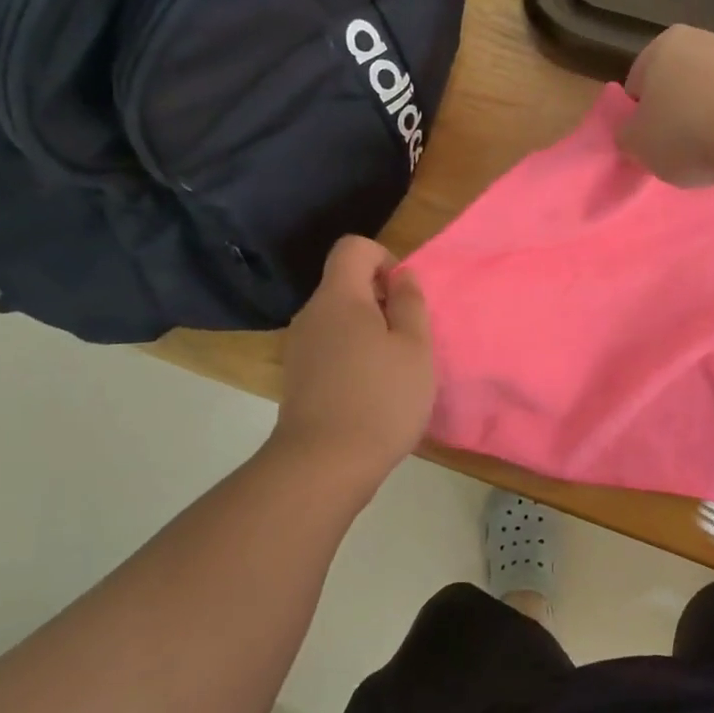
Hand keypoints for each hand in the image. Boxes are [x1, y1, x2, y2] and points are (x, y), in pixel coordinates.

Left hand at [273, 237, 435, 486]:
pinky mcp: (298, 377)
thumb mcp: (415, 347)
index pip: (353, 247)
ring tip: (392, 368)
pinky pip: (330, 345)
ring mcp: (299, 347)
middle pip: (345, 283)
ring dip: (369, 330)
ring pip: (339, 318)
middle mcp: (312, 314)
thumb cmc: (380, 399)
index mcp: (339, 298)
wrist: (323, 465)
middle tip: (408, 337)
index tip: (404, 294)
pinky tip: (370, 390)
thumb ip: (411, 303)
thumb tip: (401, 278)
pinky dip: (352, 354)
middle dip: (381, 299)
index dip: (384, 258)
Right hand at [617, 25, 713, 189]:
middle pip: (676, 87)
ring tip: (706, 156)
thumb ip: (626, 135)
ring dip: (704, 124)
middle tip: (673, 151)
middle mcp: (703, 40)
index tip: (646, 142)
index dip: (638, 116)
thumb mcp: (635, 143)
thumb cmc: (685, 132)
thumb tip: (633, 132)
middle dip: (673, 116)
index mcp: (663, 44)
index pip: (637, 83)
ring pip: (708, 99)